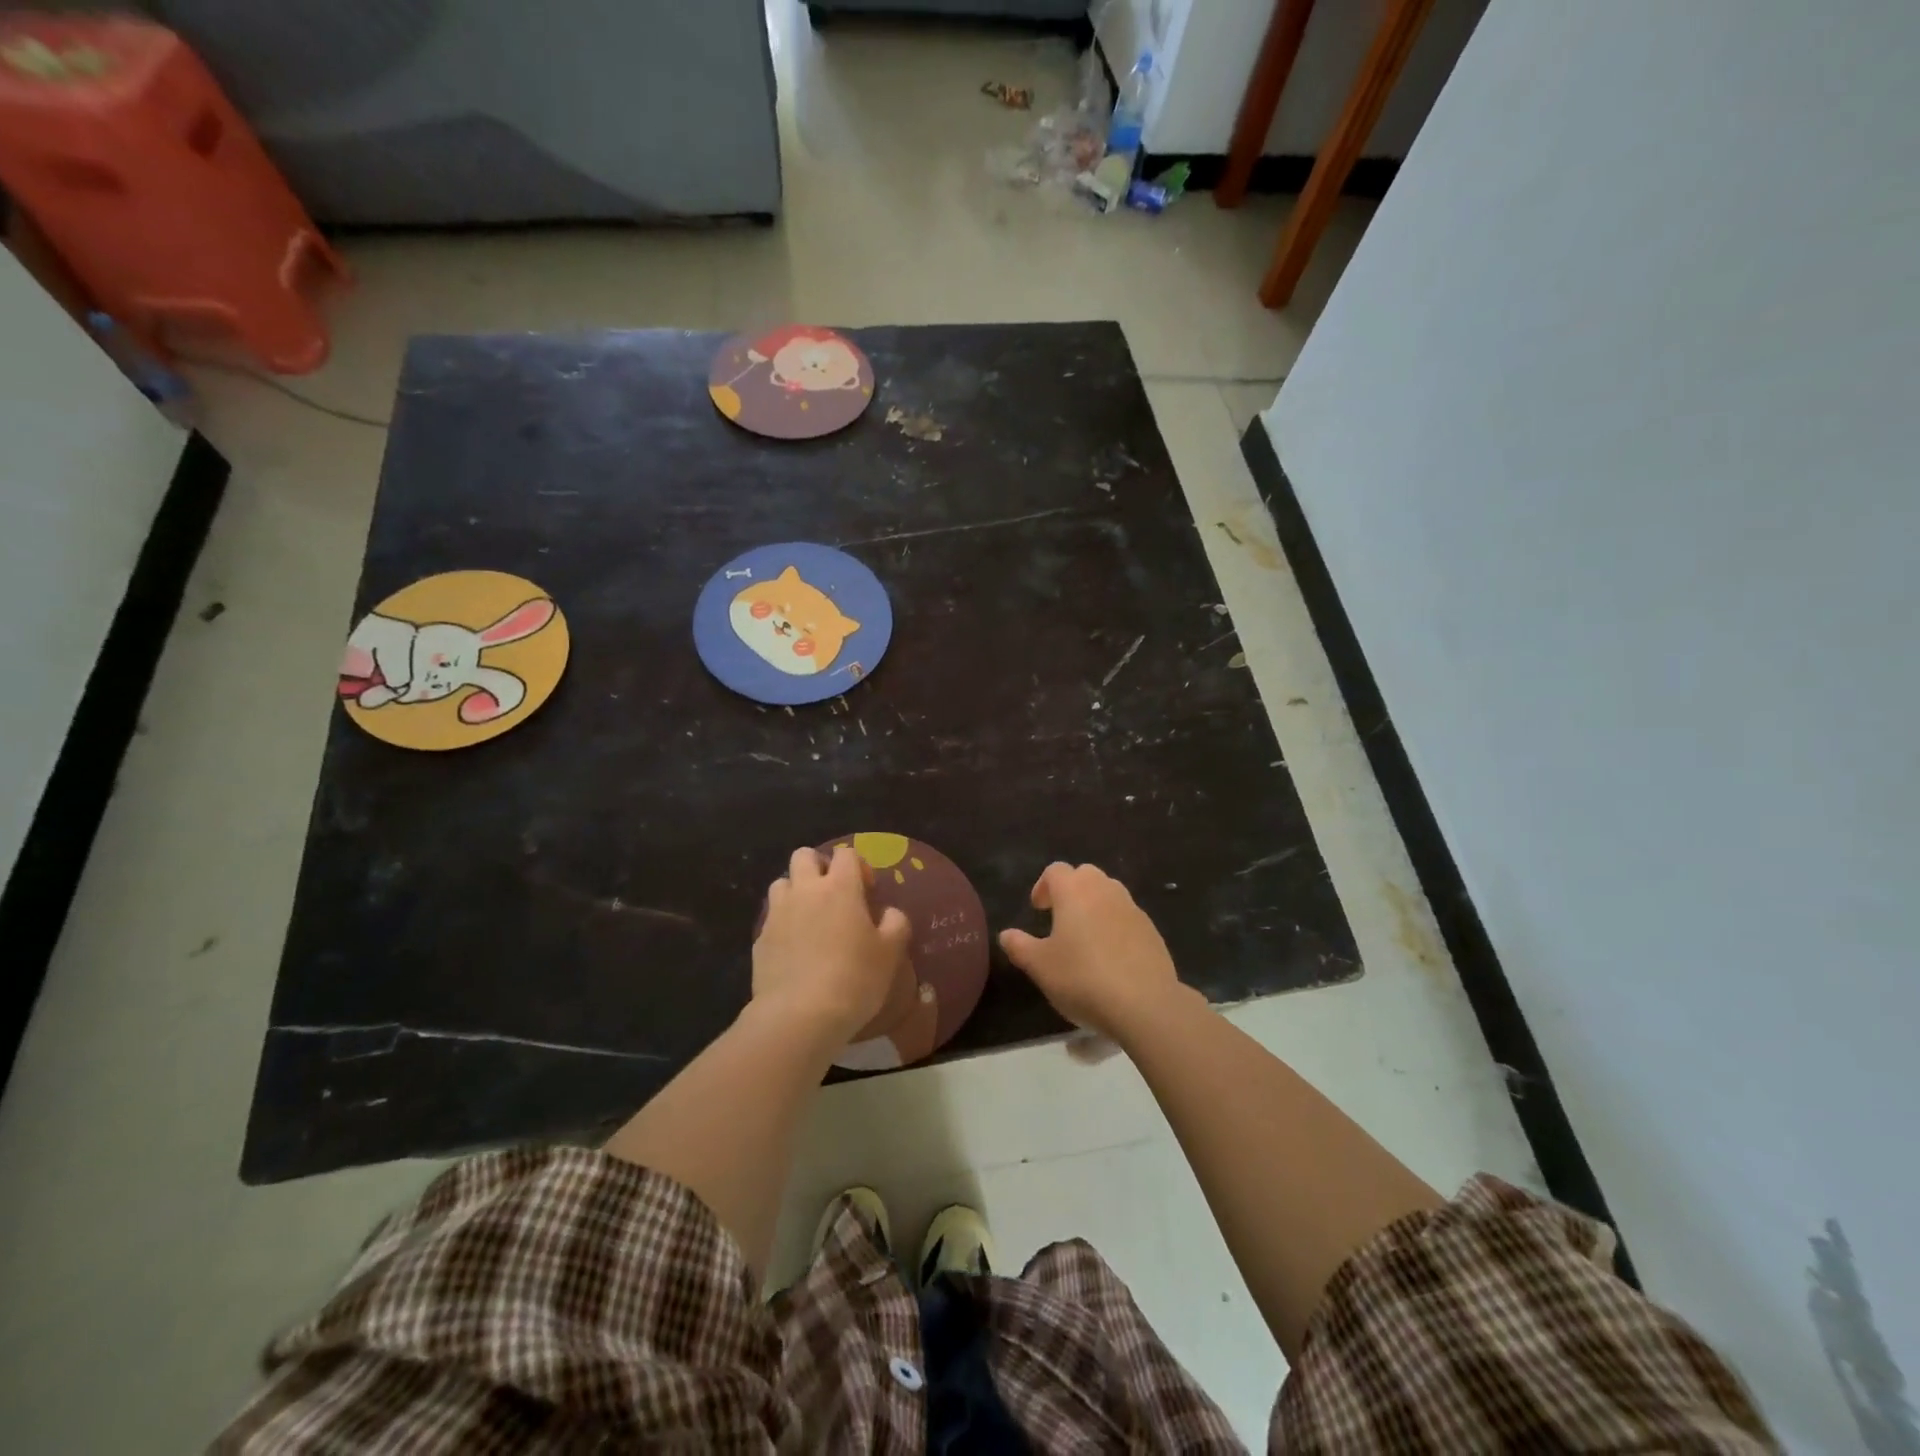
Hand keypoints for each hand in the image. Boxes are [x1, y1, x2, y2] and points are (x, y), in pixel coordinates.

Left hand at [754, 846, 910, 1047]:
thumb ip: (895, 923)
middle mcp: (805, 890)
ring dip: (796, 891)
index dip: (858, 866)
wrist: (799, 1015)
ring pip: (782, 882)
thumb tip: (889, 913)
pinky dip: (783, 922)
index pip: (846, 853)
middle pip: (804, 855)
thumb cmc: (854, 978)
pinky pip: (771, 917)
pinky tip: (795, 948)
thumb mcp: (890, 953)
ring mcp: (778, 913)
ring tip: (810, 917)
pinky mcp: (760, 939)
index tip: (867, 892)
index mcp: (840, 887)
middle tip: (834, 894)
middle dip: (819, 866)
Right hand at [999, 863, 1183, 1039]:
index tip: (1038, 909)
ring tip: (1085, 937)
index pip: (1056, 870)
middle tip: (1060, 918)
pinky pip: (1127, 916)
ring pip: (1109, 893)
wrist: (1144, 1003)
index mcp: (1074, 891)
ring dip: (1095, 905)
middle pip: (1085, 875)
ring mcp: (1132, 908)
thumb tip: (1006, 934)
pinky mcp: (1151, 930)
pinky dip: (1116, 925)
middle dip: (1071, 890)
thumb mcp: (1040, 966)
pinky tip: (1111, 956)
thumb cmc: (1082, 978)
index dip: (1043, 886)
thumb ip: (1019, 946)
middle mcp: (1105, 890)